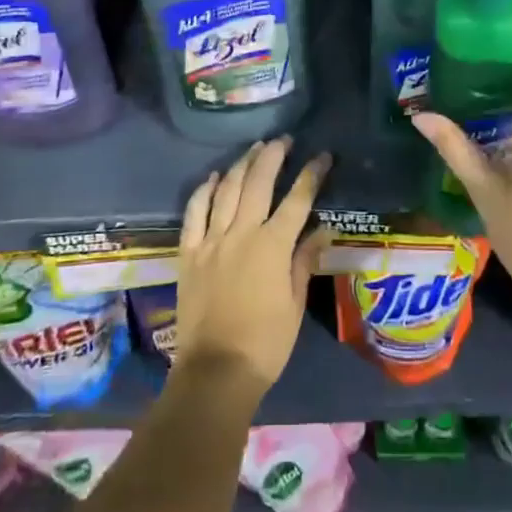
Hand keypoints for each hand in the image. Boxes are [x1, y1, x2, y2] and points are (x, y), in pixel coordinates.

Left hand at [173, 138, 332, 404]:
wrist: (215, 372)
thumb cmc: (265, 344)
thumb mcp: (294, 304)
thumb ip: (304, 261)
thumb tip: (322, 229)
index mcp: (273, 246)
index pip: (297, 200)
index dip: (311, 174)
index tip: (322, 156)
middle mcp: (241, 233)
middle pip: (258, 183)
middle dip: (273, 156)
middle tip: (283, 140)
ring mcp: (211, 240)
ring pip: (226, 189)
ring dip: (241, 164)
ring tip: (254, 148)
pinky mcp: (189, 252)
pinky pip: (194, 212)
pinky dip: (204, 190)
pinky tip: (213, 176)